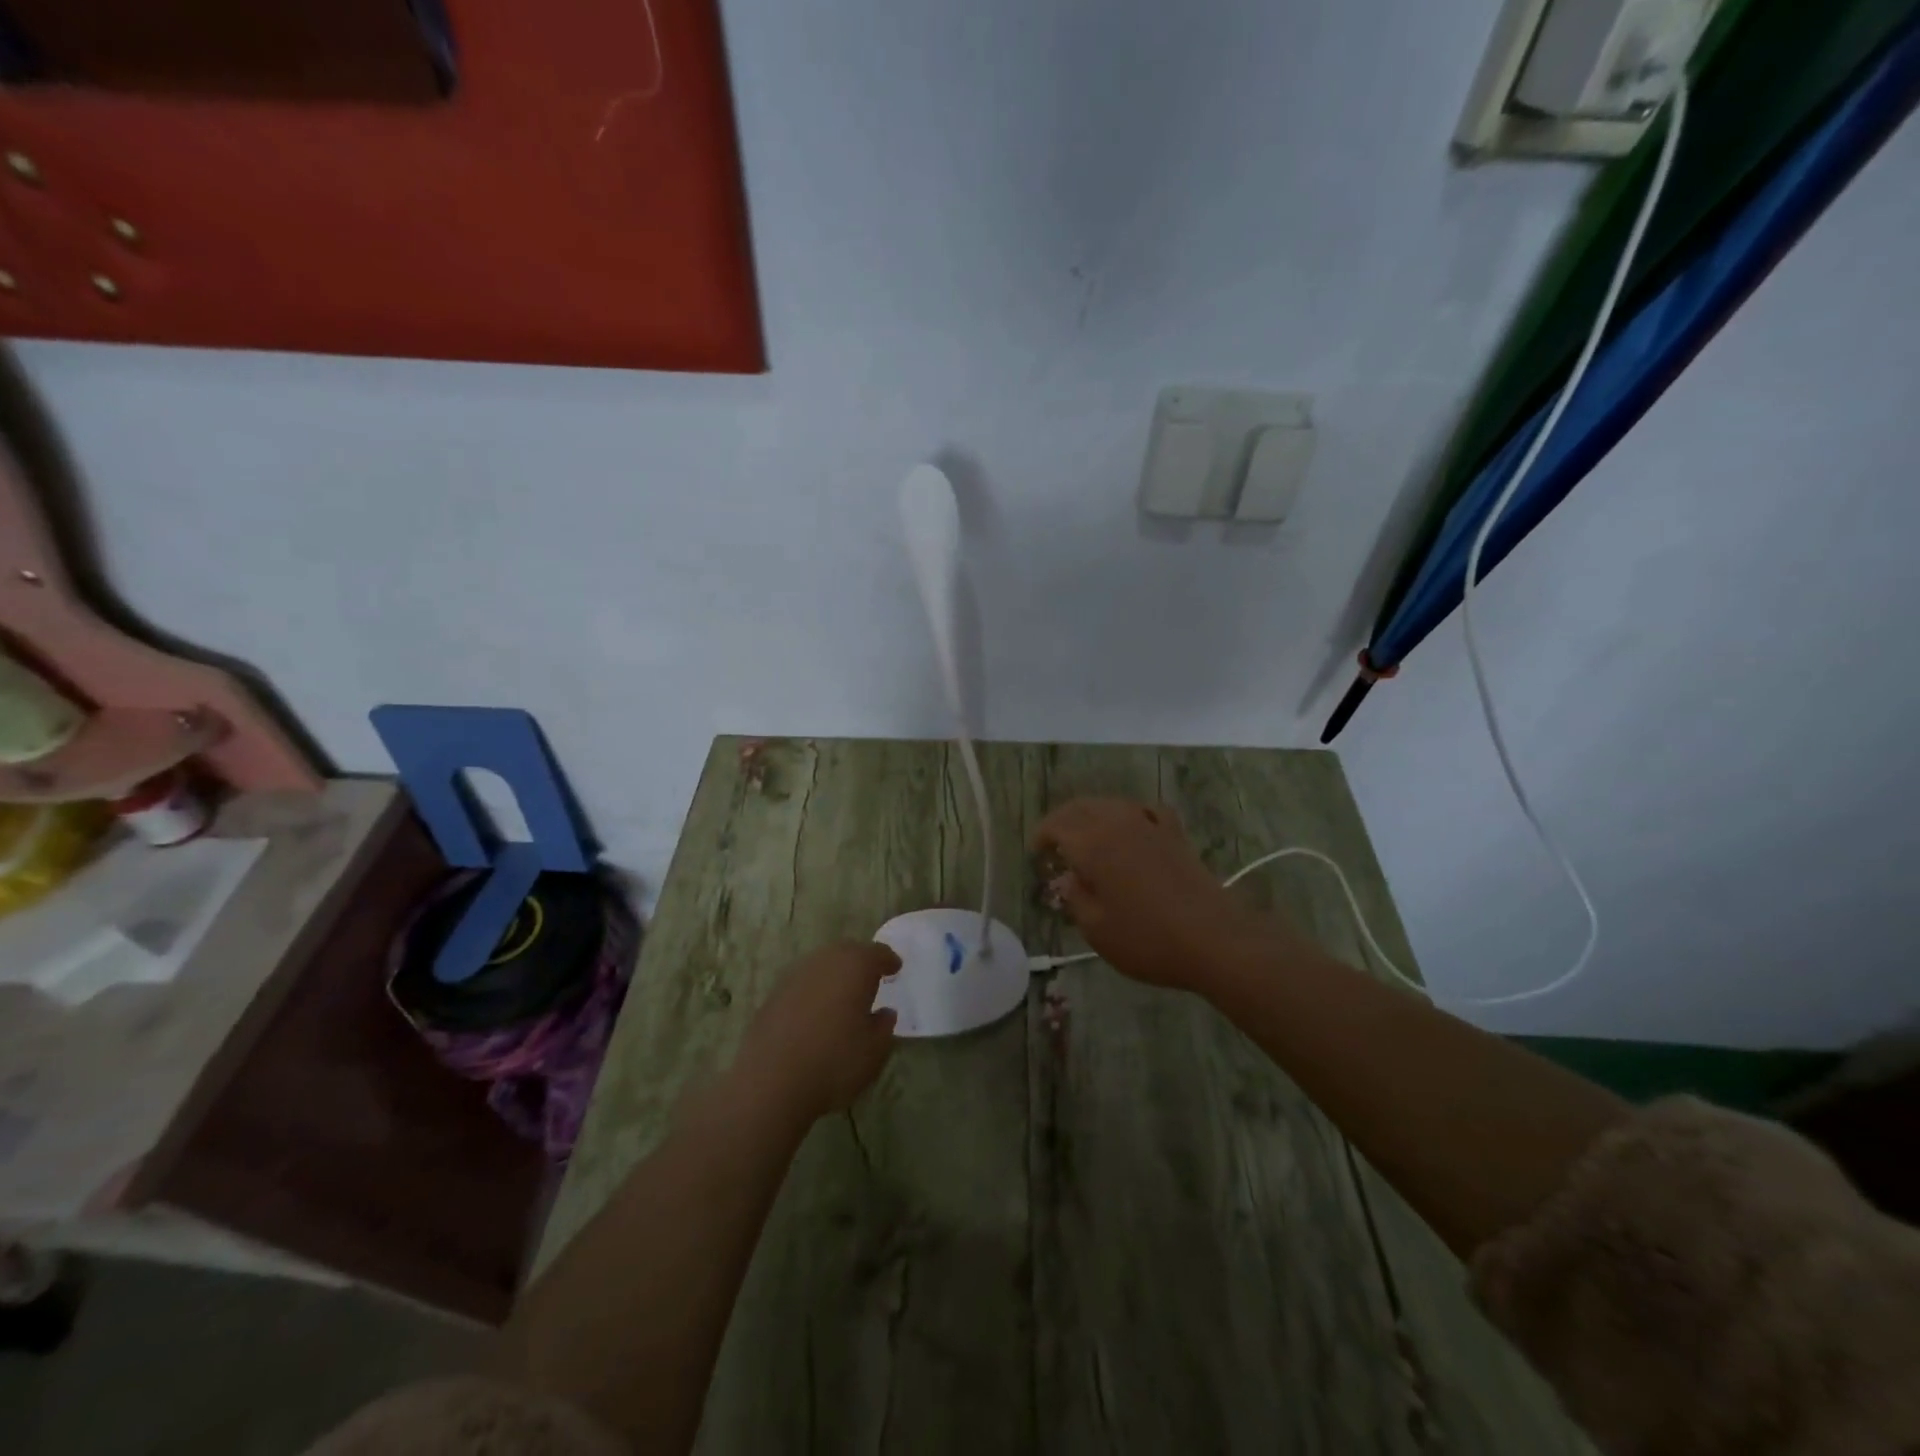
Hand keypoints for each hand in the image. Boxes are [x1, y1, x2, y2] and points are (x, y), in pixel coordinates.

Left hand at [738, 941, 900, 1120]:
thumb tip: (884, 1013)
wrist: (771, 1081)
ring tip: (843, 997)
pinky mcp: (773, 995)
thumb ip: (884, 1027)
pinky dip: (813, 992)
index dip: (888, 961)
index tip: (895, 969)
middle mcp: (824, 961)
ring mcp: (794, 975)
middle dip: (860, 962)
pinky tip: (815, 1013)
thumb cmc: (834, 1062)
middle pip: (847, 952)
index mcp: (855, 966)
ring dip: (834, 976)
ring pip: (821, 966)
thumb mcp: (874, 1051)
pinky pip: (802, 984)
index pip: (877, 953)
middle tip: (870, 980)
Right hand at [1034, 798, 1295, 993]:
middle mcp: (1118, 823)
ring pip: (1111, 804)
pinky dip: (1128, 815)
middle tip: (1054, 844)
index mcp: (1092, 844)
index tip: (1037, 855)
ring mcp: (1150, 824)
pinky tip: (1131, 828)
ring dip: (1092, 815)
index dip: (1042, 836)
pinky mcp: (1175, 834)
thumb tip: (1068, 878)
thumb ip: (1075, 898)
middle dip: (1063, 821)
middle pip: (1081, 807)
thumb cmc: (1147, 939)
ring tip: (1086, 839)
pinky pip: (1144, 810)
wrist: (1213, 939)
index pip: (1057, 825)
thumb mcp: (1096, 929)